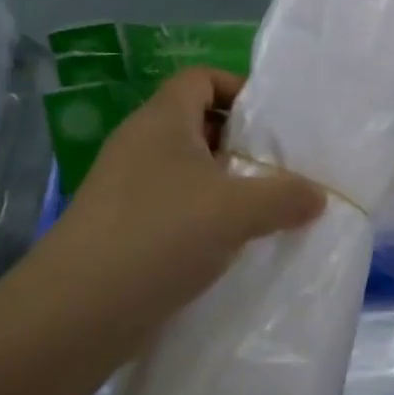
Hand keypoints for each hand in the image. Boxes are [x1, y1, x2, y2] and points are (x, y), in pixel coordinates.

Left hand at [3, 68, 325, 361]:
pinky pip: (177, 210)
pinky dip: (207, 220)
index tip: (273, 123)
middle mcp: (140, 147)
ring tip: (268, 209)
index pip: (200, 79)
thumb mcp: (237, 210)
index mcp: (161, 122)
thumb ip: (286, 196)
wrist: (75, 315)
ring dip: (228, 186)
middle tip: (282, 168)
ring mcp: (128, 191)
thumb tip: (318, 196)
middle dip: (242, 143)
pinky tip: (234, 246)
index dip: (238, 89)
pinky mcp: (125, 231)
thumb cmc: (159, 236)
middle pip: (198, 125)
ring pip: (189, 172)